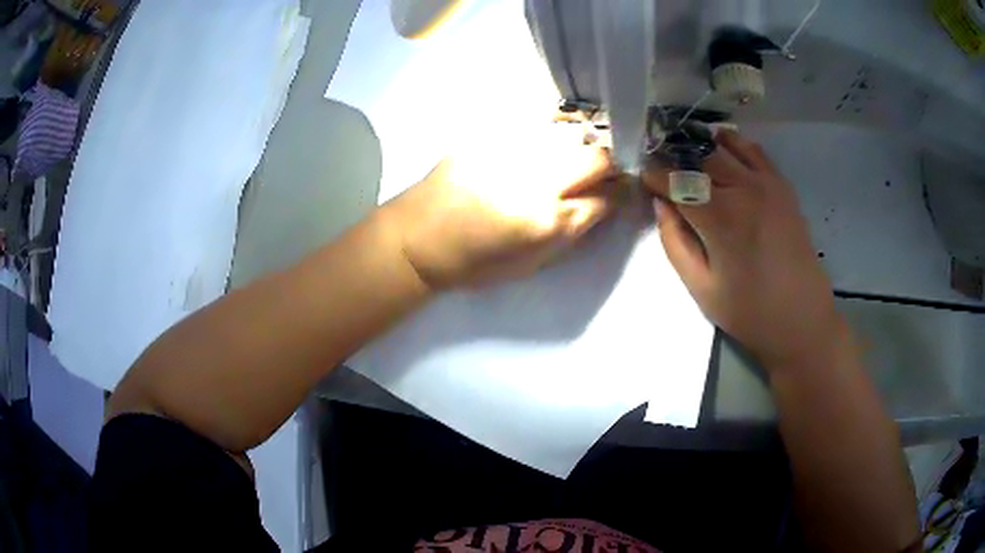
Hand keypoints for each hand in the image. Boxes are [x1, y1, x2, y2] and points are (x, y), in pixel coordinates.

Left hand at [384, 124, 620, 289]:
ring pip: (569, 134)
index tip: (622, 189)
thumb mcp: (531, 265)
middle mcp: (536, 180)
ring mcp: (511, 151)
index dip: (621, 193)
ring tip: (572, 154)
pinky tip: (540, 143)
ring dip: (580, 144)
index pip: (606, 198)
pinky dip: (548, 133)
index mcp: (547, 222)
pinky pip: (534, 125)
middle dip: (609, 162)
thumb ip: (572, 234)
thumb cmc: (474, 263)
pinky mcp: (488, 135)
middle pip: (596, 157)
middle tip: (605, 168)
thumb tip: (601, 205)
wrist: (418, 238)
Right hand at [643, 130, 841, 369]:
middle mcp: (743, 188)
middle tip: (667, 173)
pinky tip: (726, 154)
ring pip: (727, 147)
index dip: (656, 177)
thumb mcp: (700, 287)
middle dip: (678, 162)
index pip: (677, 181)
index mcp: (719, 217)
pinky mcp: (783, 187)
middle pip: (700, 158)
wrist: (801, 319)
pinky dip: (736, 145)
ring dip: (704, 149)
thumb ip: (675, 242)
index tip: (644, 177)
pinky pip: (755, 152)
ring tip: (693, 160)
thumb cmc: (749, 311)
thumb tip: (661, 204)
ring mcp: (767, 184)